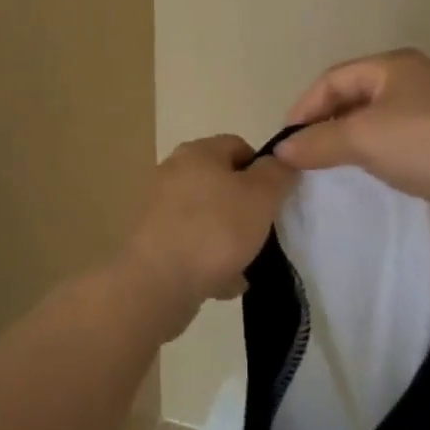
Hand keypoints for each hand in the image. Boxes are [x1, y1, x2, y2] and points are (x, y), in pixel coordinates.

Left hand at [123, 135, 296, 336]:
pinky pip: (189, 245)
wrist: (156, 282)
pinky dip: (206, 260)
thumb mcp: (261, 196)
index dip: (263, 169)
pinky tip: (221, 283)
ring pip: (206, 217)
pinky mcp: (149, 240)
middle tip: (262, 232)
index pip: (239, 145)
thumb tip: (280, 161)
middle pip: (221, 183)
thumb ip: (278, 173)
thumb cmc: (215, 229)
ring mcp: (157, 207)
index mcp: (198, 152)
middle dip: (245, 209)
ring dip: (227, 240)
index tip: (275, 199)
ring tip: (243, 266)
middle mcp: (173, 171)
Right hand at [274, 48, 429, 213]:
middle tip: (305, 150)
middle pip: (353, 93)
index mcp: (392, 63)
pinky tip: (367, 166)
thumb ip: (317, 141)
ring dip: (348, 135)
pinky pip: (394, 132)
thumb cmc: (421, 142)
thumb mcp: (361, 139)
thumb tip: (281, 150)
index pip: (333, 78)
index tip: (287, 139)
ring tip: (330, 160)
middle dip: (325, 120)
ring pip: (374, 114)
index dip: (305, 106)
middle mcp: (412, 75)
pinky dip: (372, 146)